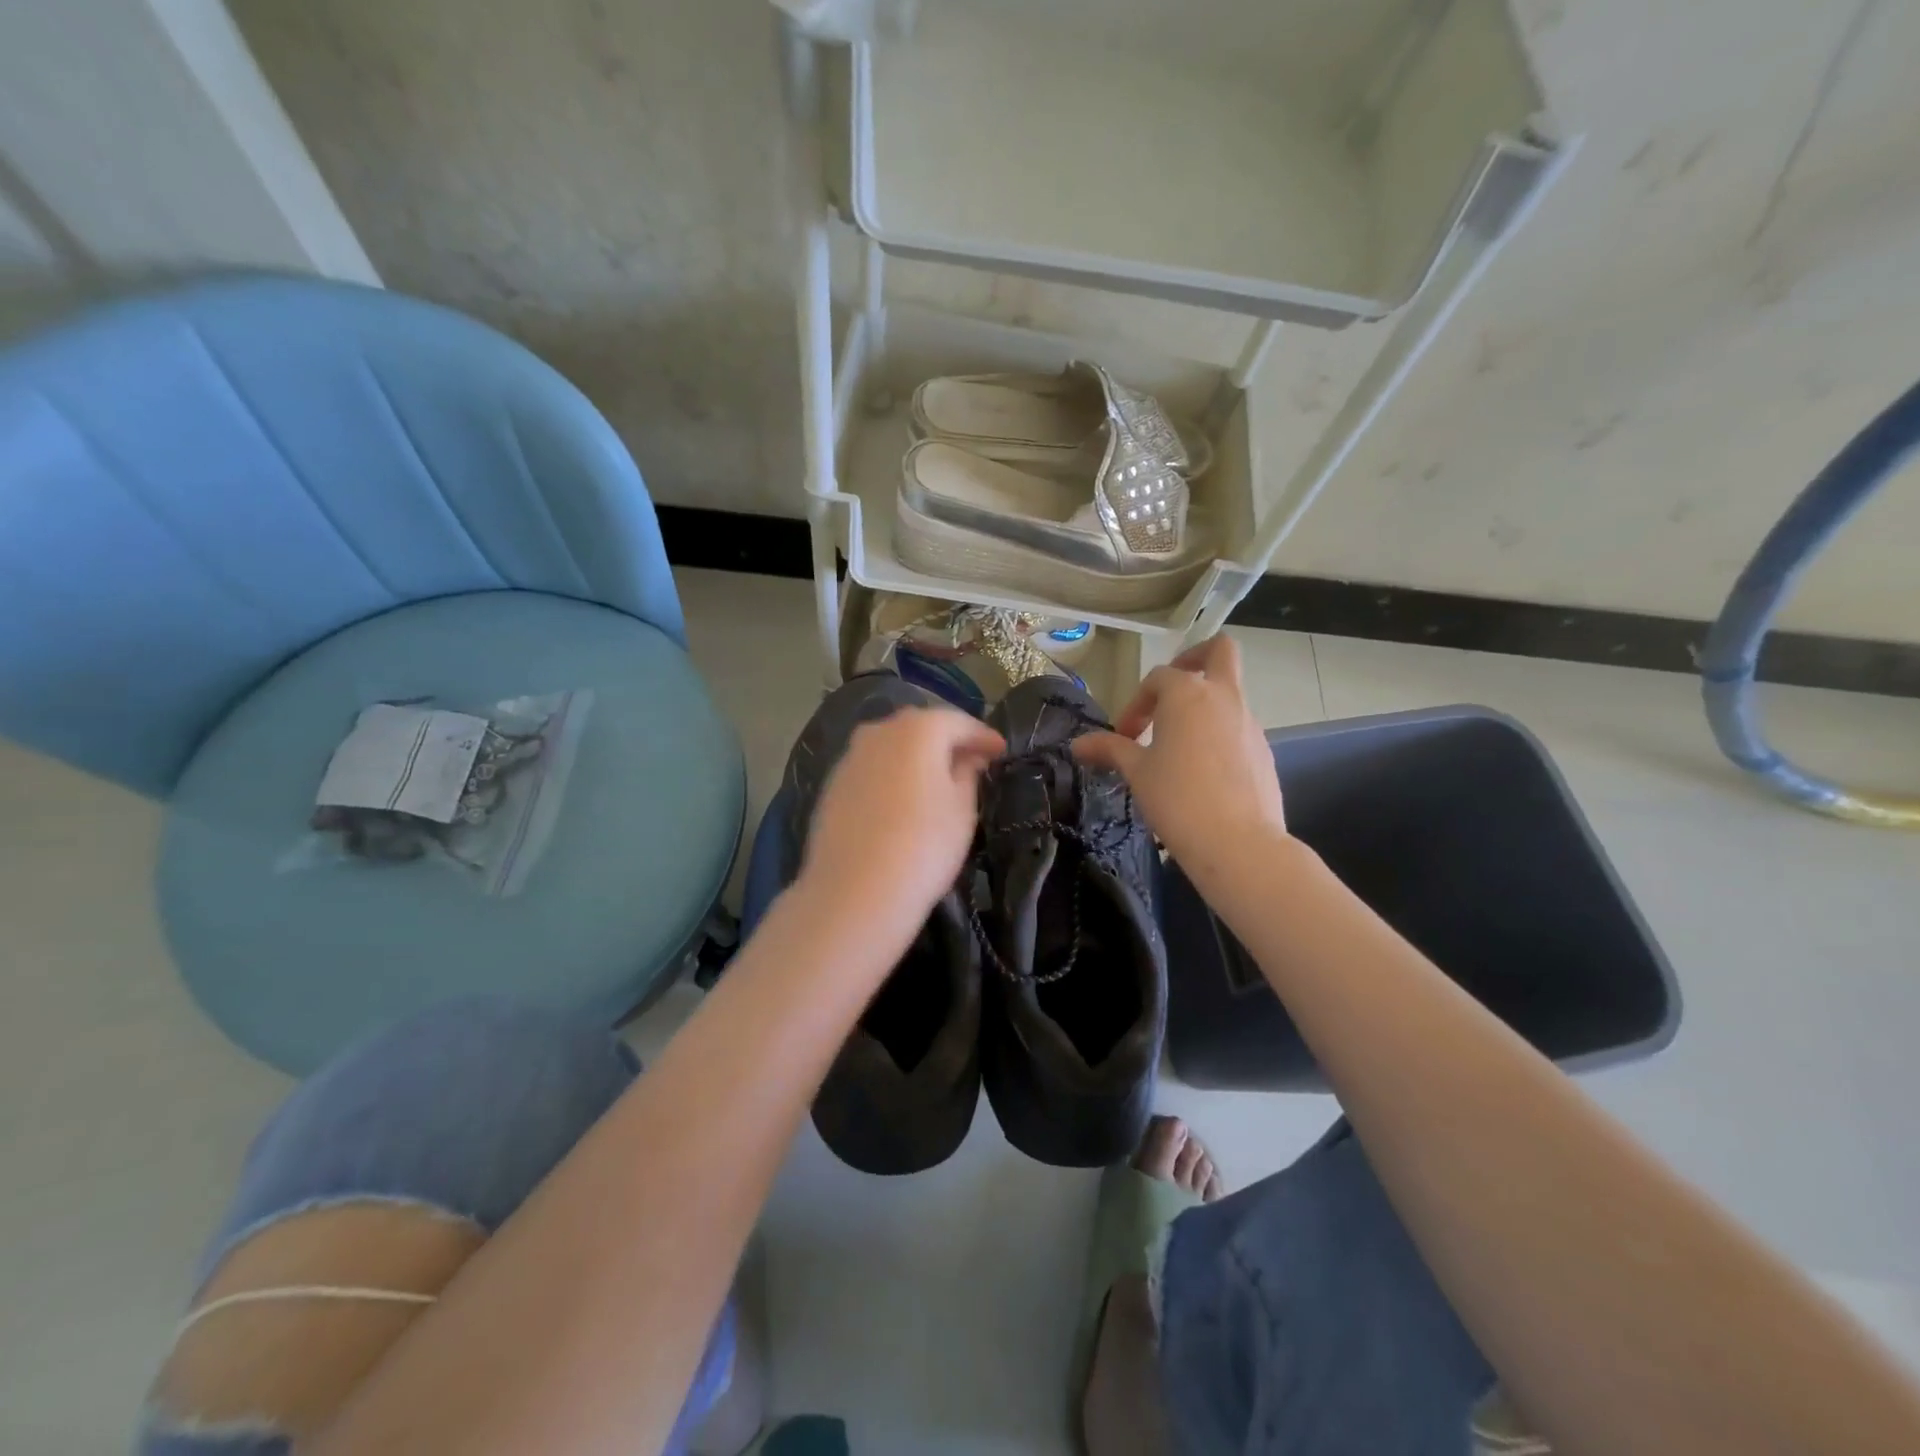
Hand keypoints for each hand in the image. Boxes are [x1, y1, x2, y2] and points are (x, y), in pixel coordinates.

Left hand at [794, 705, 1003, 955]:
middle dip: (947, 741)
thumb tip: (966, 759)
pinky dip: (891, 775)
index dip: (983, 736)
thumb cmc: (923, 846)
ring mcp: (850, 758)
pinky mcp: (832, 786)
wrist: (854, 892)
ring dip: (916, 757)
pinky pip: (872, 769)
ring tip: (937, 781)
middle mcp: (879, 732)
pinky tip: (902, 800)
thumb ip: (967, 774)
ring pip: (892, 747)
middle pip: (920, 727)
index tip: (1000, 751)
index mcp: (917, 729)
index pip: (958, 722)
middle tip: (971, 761)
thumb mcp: (962, 810)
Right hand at [1073, 635, 1285, 862]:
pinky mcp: (1264, 750)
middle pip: (1219, 651)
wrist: (1238, 843)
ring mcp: (1249, 722)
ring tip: (1178, 746)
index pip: (1157, 678)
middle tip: (1171, 689)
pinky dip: (1219, 734)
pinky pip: (1238, 727)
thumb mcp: (1136, 772)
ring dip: (1203, 705)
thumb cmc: (1178, 799)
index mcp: (1187, 694)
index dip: (1136, 703)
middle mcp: (1224, 697)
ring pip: (1230, 692)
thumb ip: (1109, 749)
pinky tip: (1202, 772)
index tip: (1125, 737)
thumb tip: (1078, 744)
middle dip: (1194, 658)